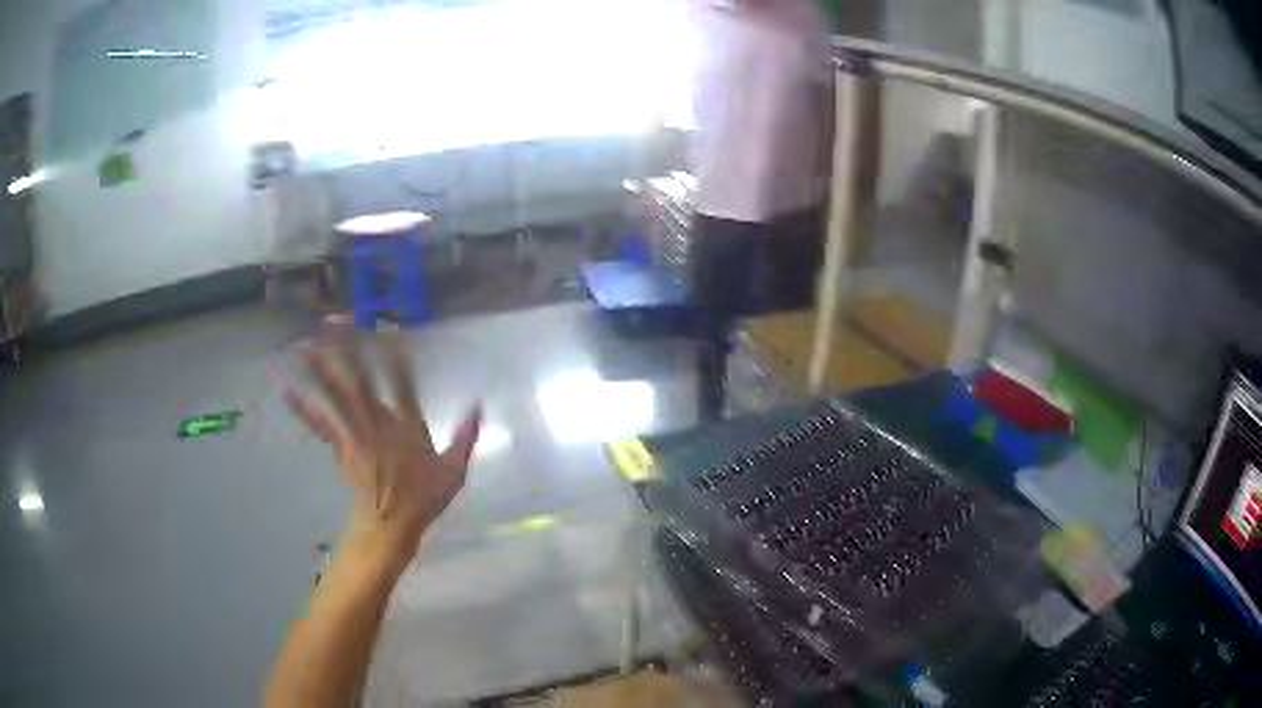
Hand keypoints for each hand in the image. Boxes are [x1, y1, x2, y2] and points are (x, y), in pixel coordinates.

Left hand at [281, 328, 481, 563]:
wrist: (390, 525)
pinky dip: (303, 407)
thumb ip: (465, 437)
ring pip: (336, 397)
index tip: (389, 330)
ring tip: (303, 348)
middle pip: (361, 381)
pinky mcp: (341, 446)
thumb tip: (479, 404)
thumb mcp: (454, 471)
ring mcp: (355, 434)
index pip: (402, 384)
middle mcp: (378, 423)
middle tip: (332, 324)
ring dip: (319, 371)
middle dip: (346, 351)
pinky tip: (287, 391)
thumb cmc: (423, 499)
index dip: (395, 356)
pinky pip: (320, 423)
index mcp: (407, 426)